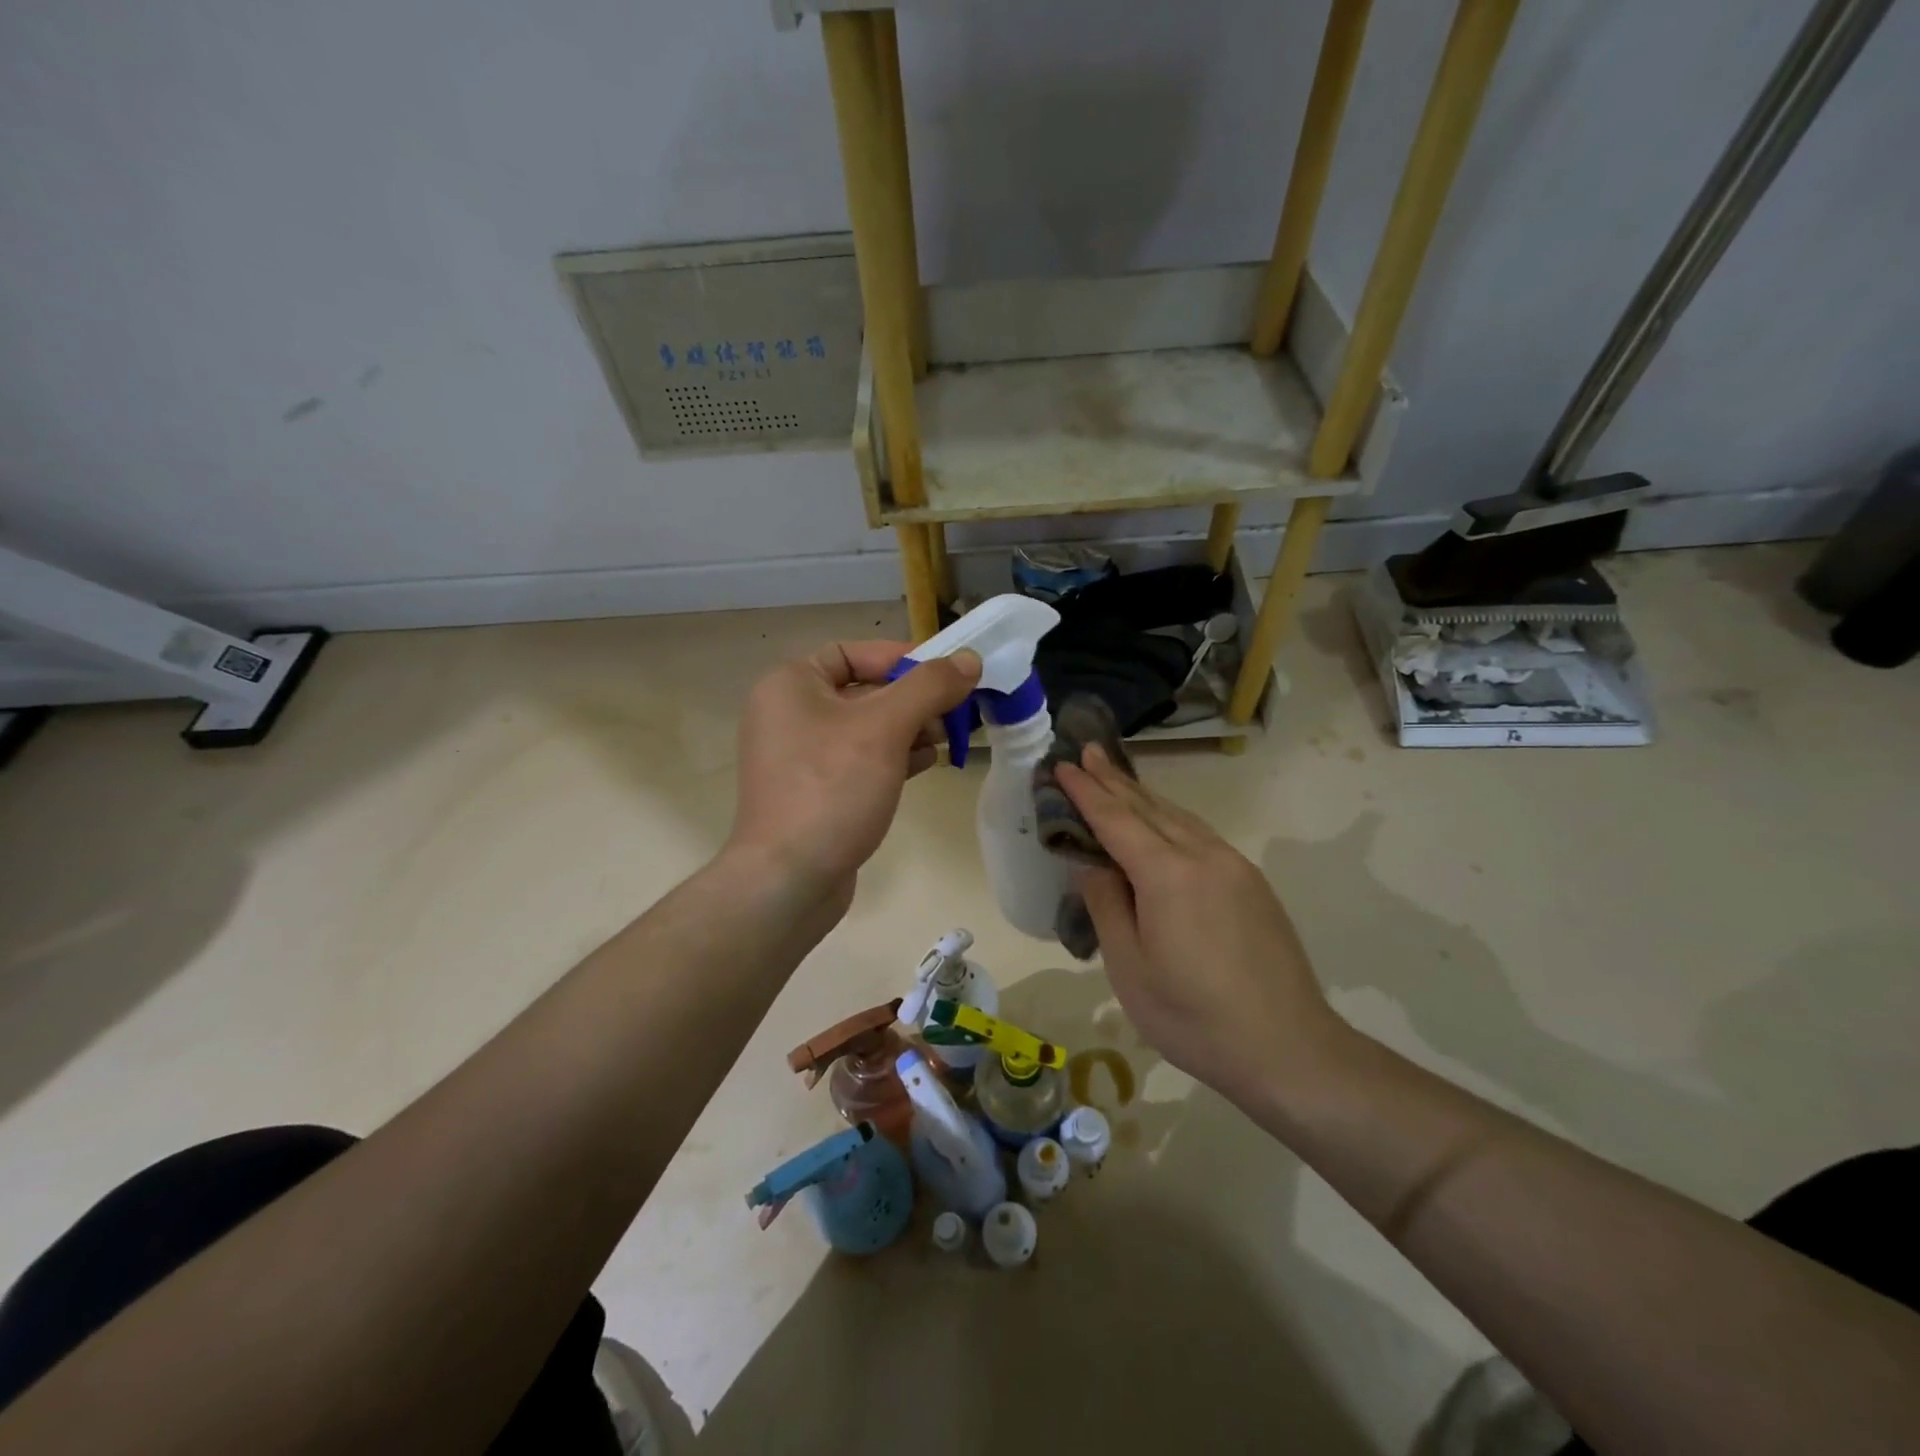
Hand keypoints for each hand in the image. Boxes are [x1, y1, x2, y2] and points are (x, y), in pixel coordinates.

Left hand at [727, 640, 980, 912]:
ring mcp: (800, 757)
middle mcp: (788, 714)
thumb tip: (969, 659)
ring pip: (866, 728)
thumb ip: (929, 687)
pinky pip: (859, 760)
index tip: (945, 675)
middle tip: (956, 711)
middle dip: (913, 699)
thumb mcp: (886, 728)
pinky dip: (893, 757)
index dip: (902, 659)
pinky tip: (927, 764)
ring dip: (909, 729)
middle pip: (863, 690)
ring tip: (947, 739)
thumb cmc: (832, 788)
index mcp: (790, 684)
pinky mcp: (815, 791)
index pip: (854, 653)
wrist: (789, 879)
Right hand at [1057, 746, 1347, 1109]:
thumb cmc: (1193, 1017)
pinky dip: (1171, 819)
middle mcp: (1203, 856)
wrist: (1289, 1049)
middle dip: (1114, 779)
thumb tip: (1091, 863)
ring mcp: (1234, 867)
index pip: (1116, 819)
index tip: (1062, 765)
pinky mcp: (1252, 884)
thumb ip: (1107, 905)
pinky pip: (1201, 835)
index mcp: (1167, 875)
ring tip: (1116, 778)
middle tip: (1086, 752)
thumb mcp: (1130, 967)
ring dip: (1143, 796)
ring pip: (1179, 817)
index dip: (1086, 791)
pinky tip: (1162, 823)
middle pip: (1149, 807)